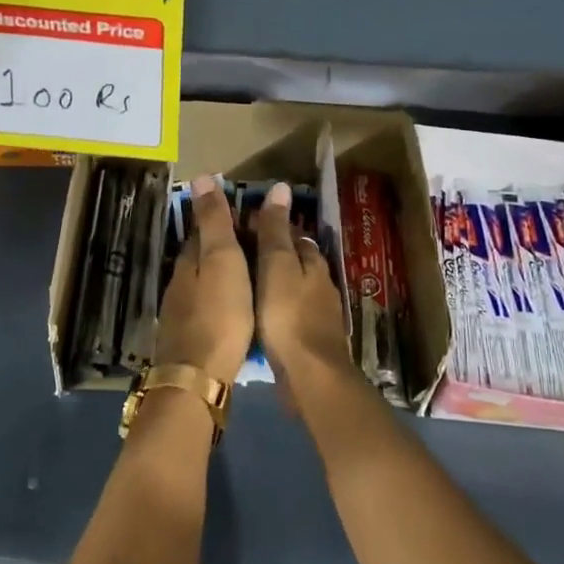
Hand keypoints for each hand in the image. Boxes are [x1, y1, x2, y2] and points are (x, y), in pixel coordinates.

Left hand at [154, 176, 253, 383]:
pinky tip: (236, 309)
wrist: (197, 378)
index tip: (248, 214)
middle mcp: (180, 283)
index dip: (223, 220)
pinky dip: (221, 299)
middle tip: (256, 244)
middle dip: (223, 247)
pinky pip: (207, 307)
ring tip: (251, 275)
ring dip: (223, 275)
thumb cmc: (218, 313)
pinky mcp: (188, 338)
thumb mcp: (221, 260)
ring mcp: (180, 313)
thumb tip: (201, 176)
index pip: (203, 230)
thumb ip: (213, 221)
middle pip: (202, 256)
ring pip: (203, 283)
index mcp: (189, 261)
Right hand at [254, 182, 354, 386]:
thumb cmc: (288, 315)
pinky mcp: (313, 341)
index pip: (295, 235)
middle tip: (242, 254)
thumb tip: (280, 187)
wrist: (311, 376)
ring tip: (247, 284)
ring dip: (278, 283)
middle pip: (298, 261)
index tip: (246, 225)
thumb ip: (275, 230)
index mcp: (313, 263)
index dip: (273, 228)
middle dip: (276, 255)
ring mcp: (320, 315)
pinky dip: (279, 309)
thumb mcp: (276, 265)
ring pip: (296, 288)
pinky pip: (293, 314)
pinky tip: (263, 316)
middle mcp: (321, 284)